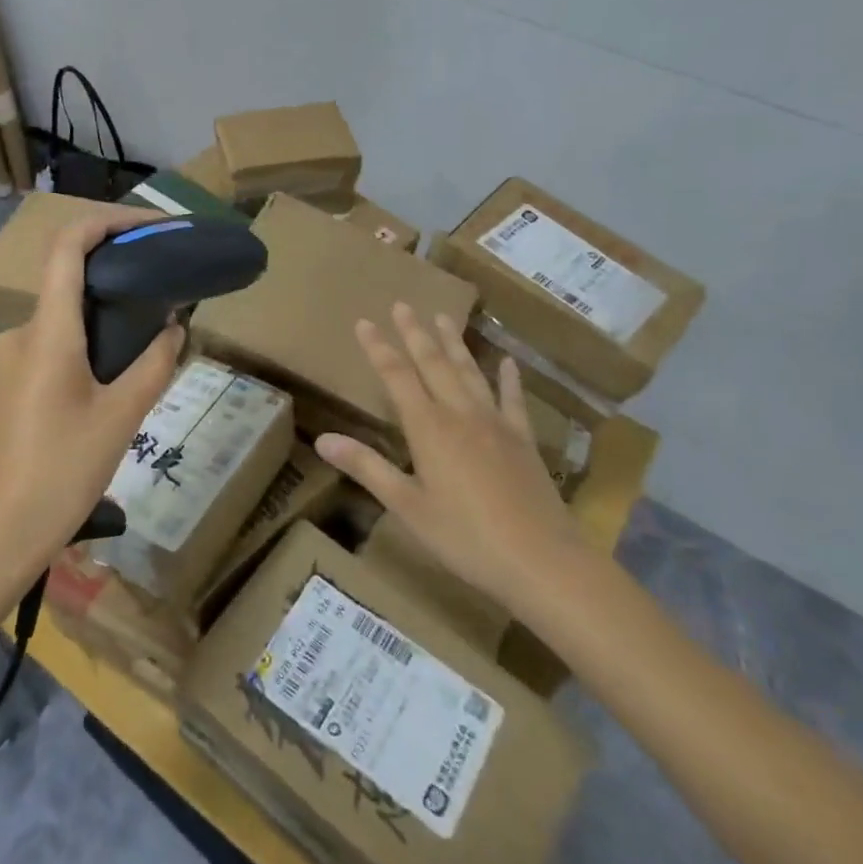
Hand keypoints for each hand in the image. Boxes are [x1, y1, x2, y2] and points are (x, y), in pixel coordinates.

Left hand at [0, 207, 184, 585]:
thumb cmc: (57, 475)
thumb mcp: (120, 420)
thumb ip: (153, 367)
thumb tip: (173, 329)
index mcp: (48, 332)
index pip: (68, 247)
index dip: (108, 221)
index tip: (152, 225)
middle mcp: (23, 335)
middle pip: (71, 282)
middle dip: (120, 276)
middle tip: (169, 287)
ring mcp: (10, 363)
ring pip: (66, 320)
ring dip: (108, 318)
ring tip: (153, 338)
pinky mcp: (9, 389)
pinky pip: (54, 348)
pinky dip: (90, 346)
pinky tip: (118, 379)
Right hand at [315, 304, 588, 617]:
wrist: (540, 559)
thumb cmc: (464, 537)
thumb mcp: (407, 506)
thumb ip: (367, 467)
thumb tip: (322, 439)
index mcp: (428, 428)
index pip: (397, 376)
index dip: (378, 348)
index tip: (364, 321)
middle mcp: (460, 414)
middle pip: (434, 364)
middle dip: (415, 333)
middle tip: (403, 304)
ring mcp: (496, 423)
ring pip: (469, 372)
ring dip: (454, 343)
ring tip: (442, 316)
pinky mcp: (523, 439)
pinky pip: (513, 399)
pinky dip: (508, 378)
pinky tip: (507, 361)